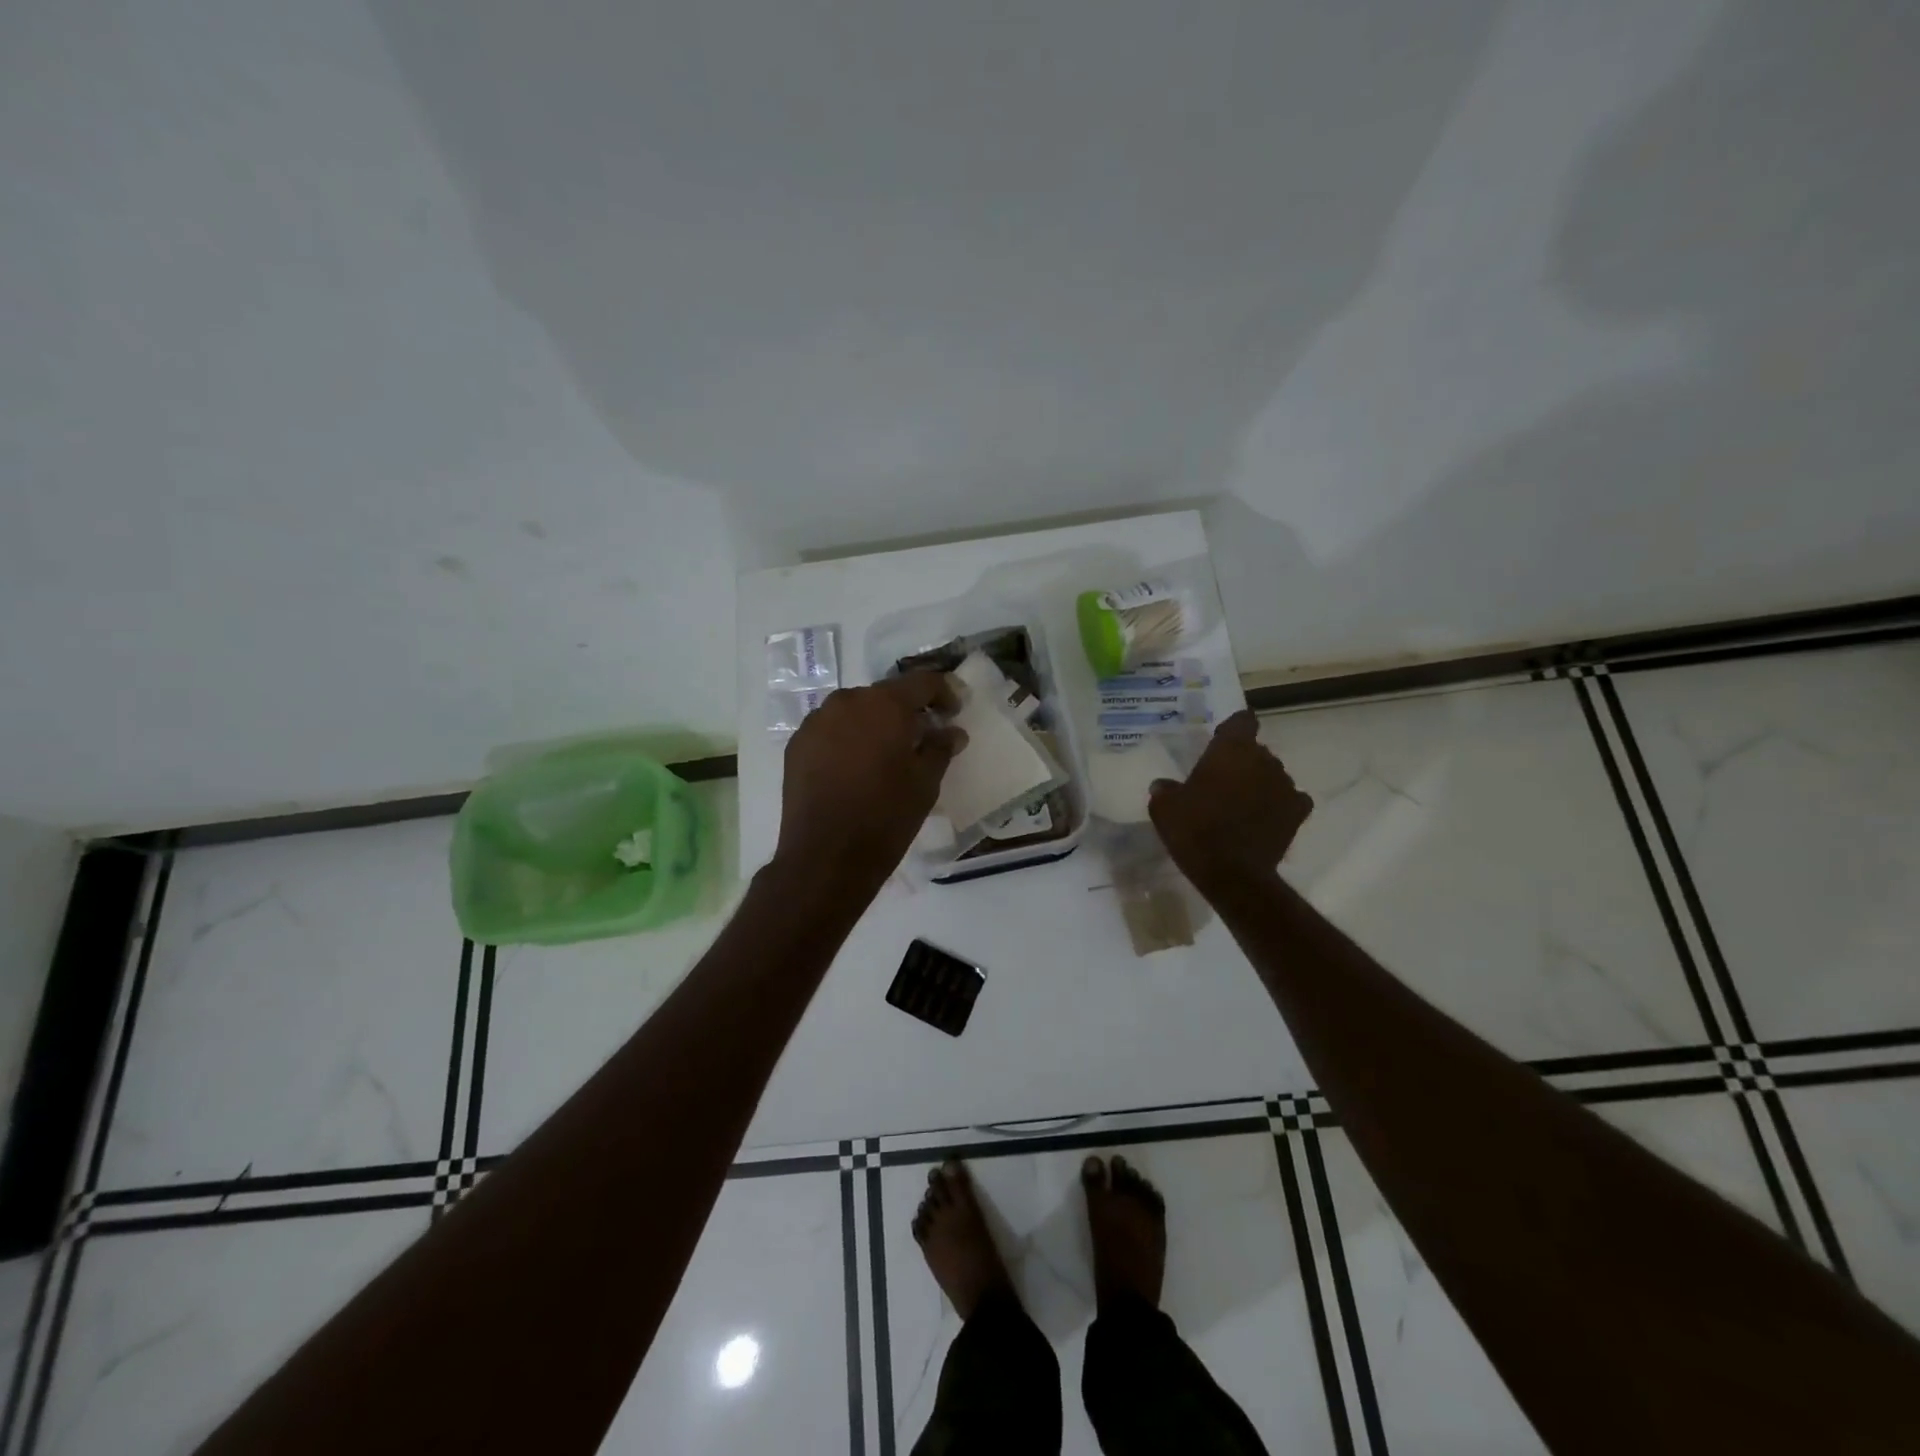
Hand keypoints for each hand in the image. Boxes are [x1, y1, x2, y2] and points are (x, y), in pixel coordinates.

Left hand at [775, 672, 966, 892]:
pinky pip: (831, 730)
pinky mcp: (797, 745)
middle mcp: (847, 701)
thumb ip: (940, 748)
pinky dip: (848, 739)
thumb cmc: (886, 816)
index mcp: (884, 704)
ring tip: (887, 753)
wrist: (826, 857)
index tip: (954, 712)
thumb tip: (952, 731)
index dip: (944, 692)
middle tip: (923, 735)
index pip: (922, 682)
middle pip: (885, 695)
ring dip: (875, 724)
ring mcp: (816, 721)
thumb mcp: (925, 783)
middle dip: (907, 710)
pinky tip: (856, 767)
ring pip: (855, 711)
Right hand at [1148, 710, 1312, 891]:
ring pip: (1273, 774)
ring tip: (1241, 803)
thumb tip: (1163, 785)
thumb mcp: (1164, 808)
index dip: (1232, 729)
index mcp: (1231, 749)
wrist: (1231, 872)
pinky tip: (1264, 817)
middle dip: (1242, 761)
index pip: (1242, 720)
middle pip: (1256, 750)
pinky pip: (1291, 799)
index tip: (1219, 741)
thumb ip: (1165, 789)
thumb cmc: (1194, 830)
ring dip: (1259, 782)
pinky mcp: (1298, 813)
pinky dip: (1279, 804)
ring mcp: (1285, 785)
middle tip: (1221, 780)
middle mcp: (1264, 760)